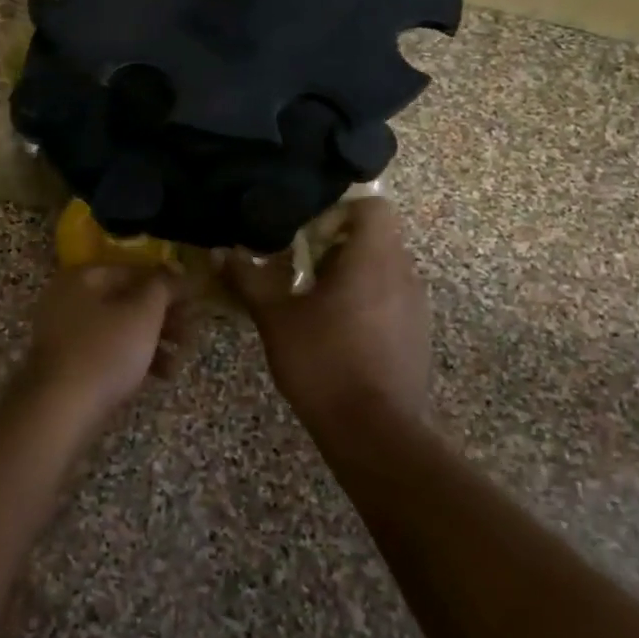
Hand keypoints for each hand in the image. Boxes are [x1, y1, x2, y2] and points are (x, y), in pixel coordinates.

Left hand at [17, 265, 180, 418]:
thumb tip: (176, 272)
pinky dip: (135, 358)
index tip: (195, 298)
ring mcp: (66, 334)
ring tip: (181, 359)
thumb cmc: (105, 353)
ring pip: (119, 328)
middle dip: (163, 316)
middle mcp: (69, 299)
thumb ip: (162, 288)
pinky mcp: (70, 364)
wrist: (61, 410)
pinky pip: (109, 352)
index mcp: (82, 278)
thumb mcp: (142, 315)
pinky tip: (162, 375)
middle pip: (126, 300)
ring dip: (154, 340)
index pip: (133, 270)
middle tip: (191, 332)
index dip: (167, 282)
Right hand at [225, 199, 432, 439]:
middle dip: (338, 245)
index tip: (307, 235)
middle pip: (376, 237)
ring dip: (352, 274)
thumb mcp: (274, 317)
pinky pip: (393, 298)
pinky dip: (367, 301)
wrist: (372, 430)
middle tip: (300, 268)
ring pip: (385, 269)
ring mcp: (416, 306)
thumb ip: (249, 278)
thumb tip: (221, 252)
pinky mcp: (417, 334)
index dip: (339, 212)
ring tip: (315, 301)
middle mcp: (402, 274)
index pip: (373, 207)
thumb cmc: (322, 362)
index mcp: (372, 259)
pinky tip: (337, 331)